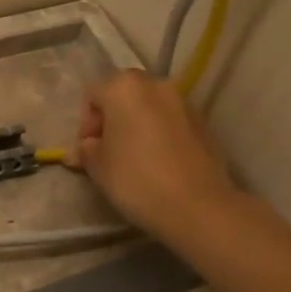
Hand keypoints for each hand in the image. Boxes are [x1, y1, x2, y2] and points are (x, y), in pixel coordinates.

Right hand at [71, 70, 240, 247]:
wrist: (197, 206)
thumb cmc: (135, 179)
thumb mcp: (97, 166)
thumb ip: (87, 150)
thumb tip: (88, 147)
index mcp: (123, 88)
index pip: (92, 95)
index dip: (85, 123)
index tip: (89, 150)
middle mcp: (156, 85)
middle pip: (123, 95)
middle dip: (112, 119)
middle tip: (108, 150)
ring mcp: (184, 103)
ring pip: (150, 108)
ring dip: (137, 126)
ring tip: (134, 159)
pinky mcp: (204, 124)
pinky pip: (171, 123)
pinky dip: (160, 135)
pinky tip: (158, 163)